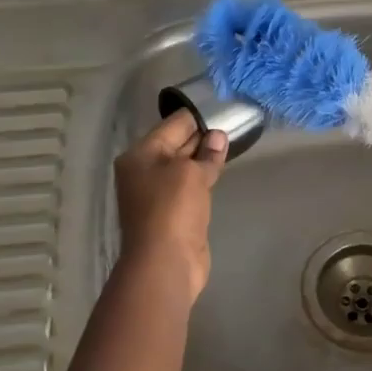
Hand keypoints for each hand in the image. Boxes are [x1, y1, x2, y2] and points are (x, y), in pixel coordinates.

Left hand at [114, 111, 228, 299]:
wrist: (165, 263)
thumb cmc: (172, 209)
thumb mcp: (191, 173)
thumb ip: (206, 153)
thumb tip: (218, 137)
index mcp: (140, 155)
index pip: (172, 125)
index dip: (198, 116)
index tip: (222, 108)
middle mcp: (144, 171)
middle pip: (176, 145)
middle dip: (202, 136)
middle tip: (231, 123)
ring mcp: (157, 193)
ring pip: (184, 167)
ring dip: (204, 158)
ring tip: (230, 143)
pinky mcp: (172, 212)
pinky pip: (189, 187)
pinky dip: (204, 178)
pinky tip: (219, 170)